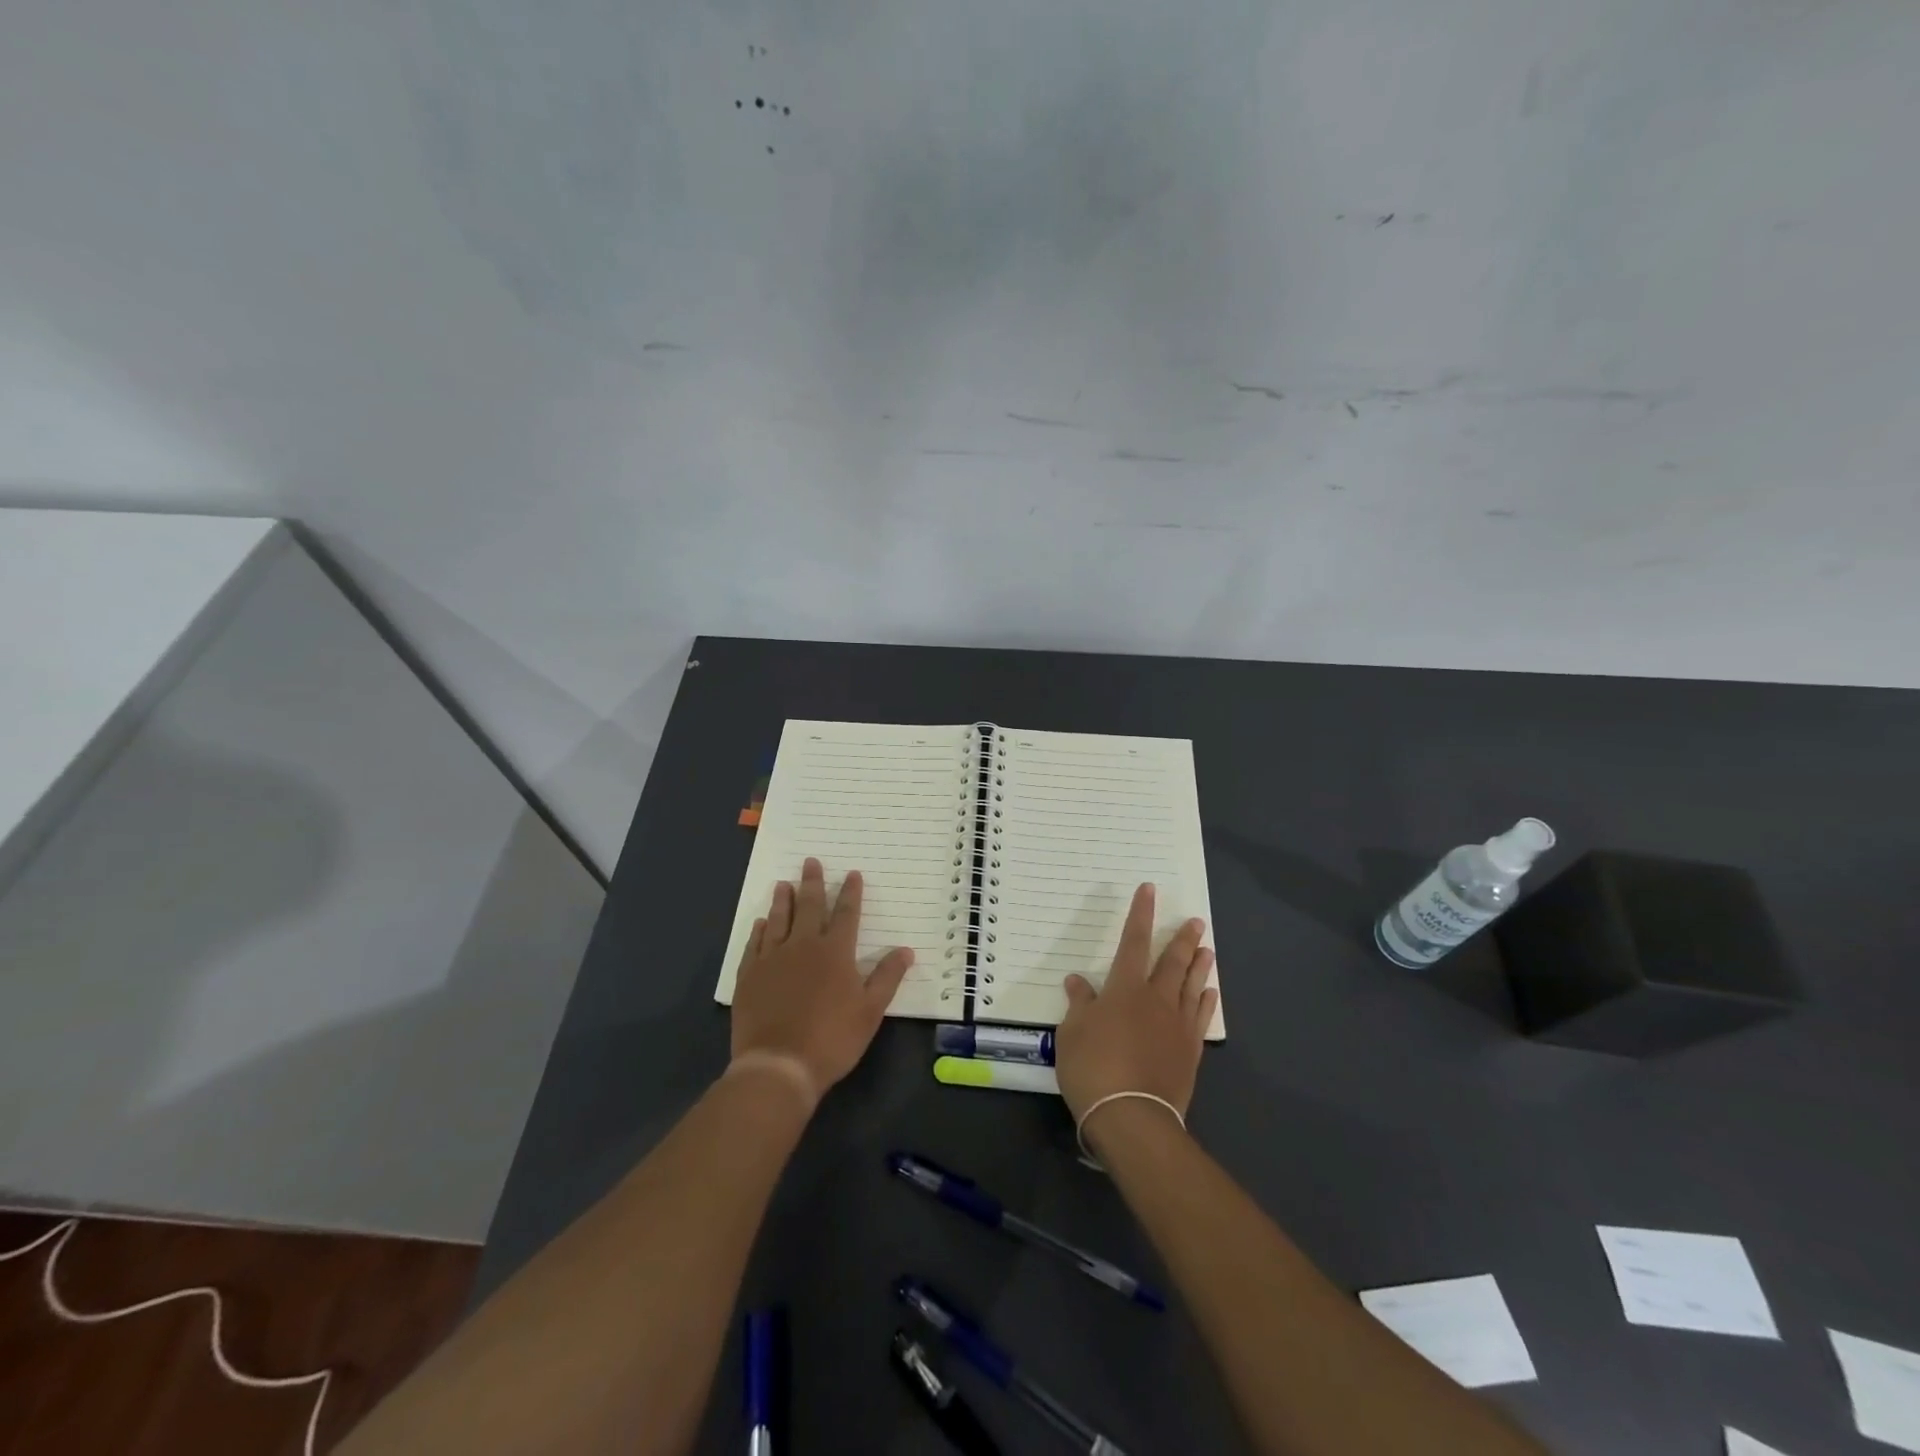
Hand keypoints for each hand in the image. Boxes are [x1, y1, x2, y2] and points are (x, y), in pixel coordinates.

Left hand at [731, 858, 913, 1100]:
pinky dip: (760, 930)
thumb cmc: (832, 1038)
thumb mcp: (870, 1011)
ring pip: (779, 920)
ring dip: (783, 900)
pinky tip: (761, 923)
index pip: (846, 914)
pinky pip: (755, 944)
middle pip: (809, 907)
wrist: (778, 1064)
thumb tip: (906, 950)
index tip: (852, 874)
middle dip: (812, 883)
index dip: (850, 893)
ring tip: (783, 883)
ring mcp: (773, 959)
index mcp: (835, 952)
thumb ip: (887, 977)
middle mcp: (803, 946)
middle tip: (810, 861)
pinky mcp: (750, 976)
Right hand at [1056, 883, 1215, 1132]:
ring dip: (1199, 964)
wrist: (1132, 1116)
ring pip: (1191, 985)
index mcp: (1124, 988)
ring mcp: (1177, 1025)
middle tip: (1196, 921)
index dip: (1140, 914)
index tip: (1150, 891)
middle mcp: (1155, 999)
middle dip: (1182, 938)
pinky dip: (1205, 1000)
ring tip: (1207, 948)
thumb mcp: (1072, 1033)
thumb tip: (1078, 981)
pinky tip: (1209, 992)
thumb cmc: (1093, 1067)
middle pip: (1172, 961)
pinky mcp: (1189, 1051)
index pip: (1133, 941)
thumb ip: (1080, 1004)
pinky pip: (1200, 1017)